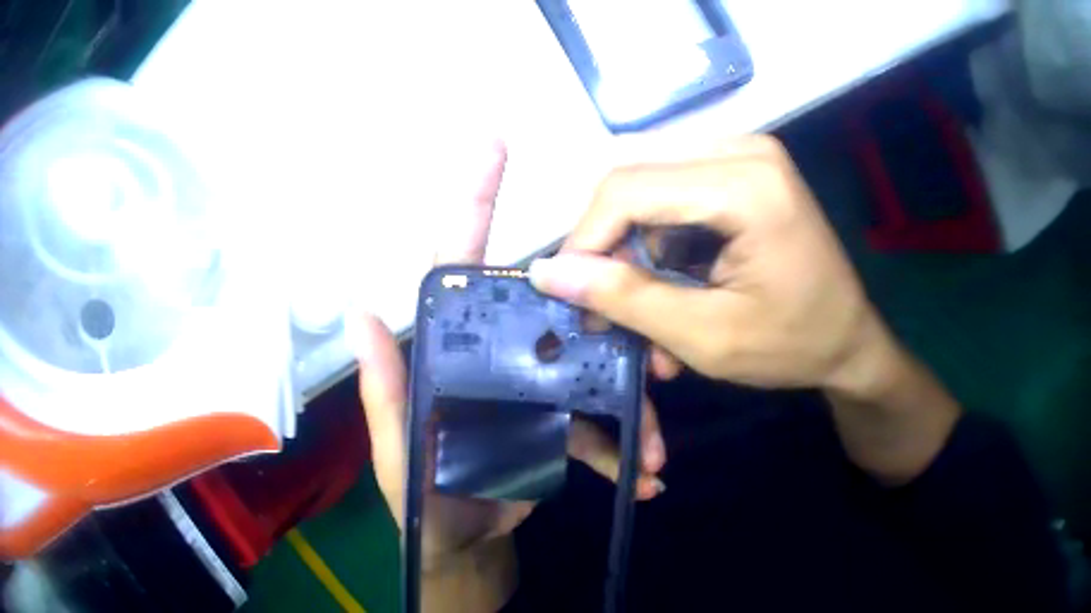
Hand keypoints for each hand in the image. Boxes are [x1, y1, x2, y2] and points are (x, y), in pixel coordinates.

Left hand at [352, 142, 666, 608]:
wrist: (464, 548)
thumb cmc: (424, 505)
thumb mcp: (399, 456)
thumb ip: (384, 394)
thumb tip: (362, 311)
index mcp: (450, 352)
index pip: (458, 267)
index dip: (473, 204)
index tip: (492, 147)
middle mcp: (494, 356)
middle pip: (554, 315)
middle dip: (606, 318)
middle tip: (651, 347)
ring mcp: (532, 390)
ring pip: (591, 372)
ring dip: (629, 407)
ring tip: (657, 450)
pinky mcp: (557, 426)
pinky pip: (597, 426)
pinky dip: (622, 451)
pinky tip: (644, 479)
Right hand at [529, 135, 888, 393]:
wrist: (850, 340)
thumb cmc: (793, 345)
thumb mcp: (707, 338)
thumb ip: (626, 299)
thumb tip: (549, 273)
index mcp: (747, 183)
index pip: (629, 188)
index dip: (586, 239)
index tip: (568, 292)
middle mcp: (744, 147)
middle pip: (635, 176)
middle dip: (610, 242)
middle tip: (603, 303)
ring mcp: (746, 153)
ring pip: (649, 184)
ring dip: (636, 246)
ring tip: (646, 309)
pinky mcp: (743, 168)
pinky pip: (675, 192)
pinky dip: (662, 241)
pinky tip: (675, 286)